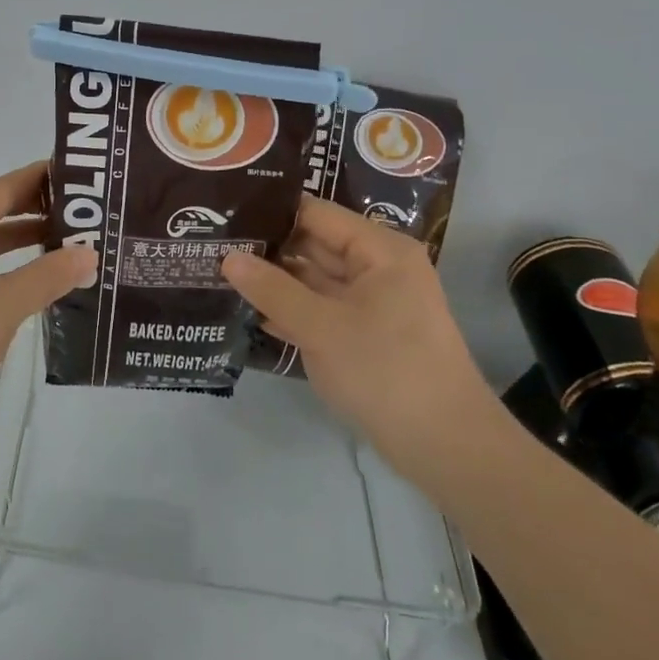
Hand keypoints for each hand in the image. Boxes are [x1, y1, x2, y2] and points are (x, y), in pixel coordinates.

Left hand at [0, 162, 96, 432]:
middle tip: (87, 208)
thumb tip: (90, 254)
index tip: (84, 176)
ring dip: (22, 236)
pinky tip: (34, 270)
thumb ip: (48, 276)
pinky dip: (3, 260)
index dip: (44, 180)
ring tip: (71, 236)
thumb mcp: (1, 307)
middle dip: (38, 208)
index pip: (3, 187)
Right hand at [223, 196, 503, 488]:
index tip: (225, 215)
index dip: (271, 212)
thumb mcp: (321, 327)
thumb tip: (228, 257)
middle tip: (213, 245)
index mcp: (379, 250)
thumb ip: (272, 289)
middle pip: (313, 244)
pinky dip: (290, 310)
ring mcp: (372, 303)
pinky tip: (248, 311)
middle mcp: (377, 268)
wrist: (446, 447)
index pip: (315, 213)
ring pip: (314, 279)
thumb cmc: (386, 371)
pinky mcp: (364, 334)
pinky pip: (321, 310)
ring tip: (219, 272)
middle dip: (267, 248)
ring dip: (273, 281)